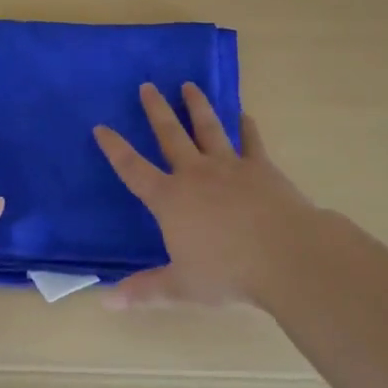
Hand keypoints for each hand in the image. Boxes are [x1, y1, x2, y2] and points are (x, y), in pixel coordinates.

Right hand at [94, 82, 323, 307]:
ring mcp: (229, 166)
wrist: (285, 255)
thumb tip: (105, 303)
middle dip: (156, 110)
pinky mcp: (261, 167)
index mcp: (170, 199)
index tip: (101, 127)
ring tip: (189, 85)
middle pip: (170, 135)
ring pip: (208, 128)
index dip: (115, 148)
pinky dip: (247, 127)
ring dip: (197, 106)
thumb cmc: (228, 272)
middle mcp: (195, 174)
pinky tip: (245, 115)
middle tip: (147, 86)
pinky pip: (251, 141)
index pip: (133, 169)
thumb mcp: (181, 286)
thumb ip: (144, 290)